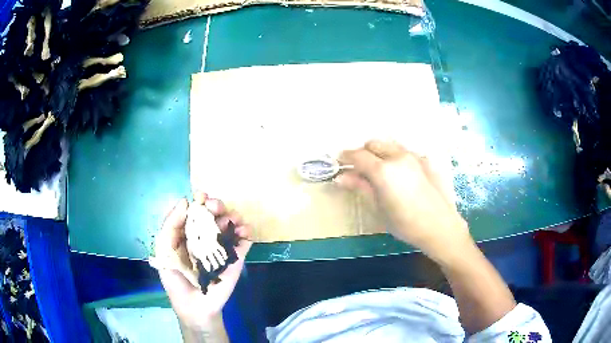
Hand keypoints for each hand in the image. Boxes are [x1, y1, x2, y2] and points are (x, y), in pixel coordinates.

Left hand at [153, 193, 252, 329]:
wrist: (195, 306)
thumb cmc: (176, 279)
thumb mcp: (164, 250)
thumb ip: (170, 226)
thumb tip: (185, 201)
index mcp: (187, 234)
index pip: (194, 212)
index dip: (199, 202)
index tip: (202, 197)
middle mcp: (205, 237)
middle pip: (213, 215)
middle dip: (216, 206)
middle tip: (216, 208)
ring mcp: (221, 247)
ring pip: (230, 224)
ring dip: (233, 216)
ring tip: (232, 218)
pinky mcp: (236, 259)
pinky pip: (244, 241)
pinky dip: (247, 232)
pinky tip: (245, 230)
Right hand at [337, 140, 470, 263]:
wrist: (440, 227)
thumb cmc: (405, 223)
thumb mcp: (378, 208)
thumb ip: (360, 188)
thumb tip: (340, 177)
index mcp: (383, 170)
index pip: (358, 155)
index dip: (345, 157)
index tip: (339, 162)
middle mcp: (398, 156)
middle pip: (374, 143)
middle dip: (363, 152)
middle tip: (359, 168)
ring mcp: (414, 156)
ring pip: (390, 145)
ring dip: (379, 152)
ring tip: (379, 170)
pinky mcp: (425, 160)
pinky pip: (405, 152)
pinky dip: (396, 157)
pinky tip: (400, 175)